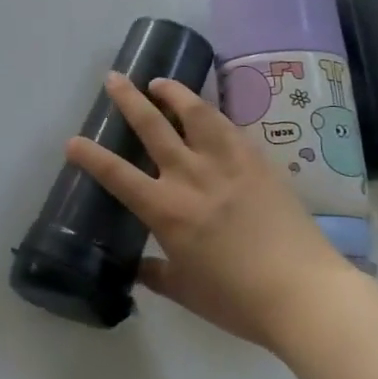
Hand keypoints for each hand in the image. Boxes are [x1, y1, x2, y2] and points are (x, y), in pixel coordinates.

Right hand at [64, 72, 359, 350]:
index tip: (72, 141)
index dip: (90, 156)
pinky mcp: (256, 160)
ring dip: (173, 92)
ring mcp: (226, 163)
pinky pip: (228, 126)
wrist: (304, 293)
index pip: (117, 175)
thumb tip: (136, 267)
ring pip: (194, 113)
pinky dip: (210, 112)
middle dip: (128, 99)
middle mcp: (190, 177)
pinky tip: (205, 111)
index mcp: (166, 210)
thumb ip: (156, 274)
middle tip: (114, 78)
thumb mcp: (186, 292)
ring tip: (160, 82)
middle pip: (151, 126)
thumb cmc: (238, 300)